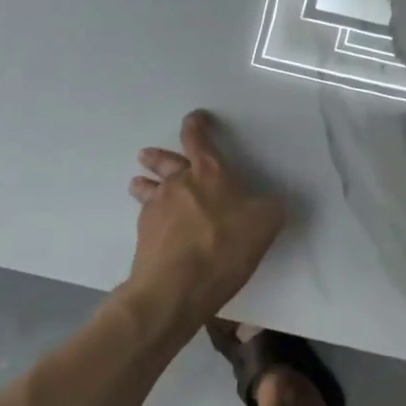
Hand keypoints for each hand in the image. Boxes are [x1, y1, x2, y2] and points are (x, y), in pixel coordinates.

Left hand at [126, 111, 285, 322]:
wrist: (175, 287)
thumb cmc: (225, 245)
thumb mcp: (265, 222)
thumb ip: (268, 207)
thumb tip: (266, 204)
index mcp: (210, 172)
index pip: (198, 139)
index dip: (197, 125)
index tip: (197, 118)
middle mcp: (179, 183)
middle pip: (165, 161)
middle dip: (158, 156)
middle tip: (147, 155)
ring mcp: (157, 209)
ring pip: (147, 188)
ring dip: (144, 183)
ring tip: (138, 183)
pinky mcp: (144, 236)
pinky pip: (146, 216)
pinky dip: (150, 215)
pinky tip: (154, 225)